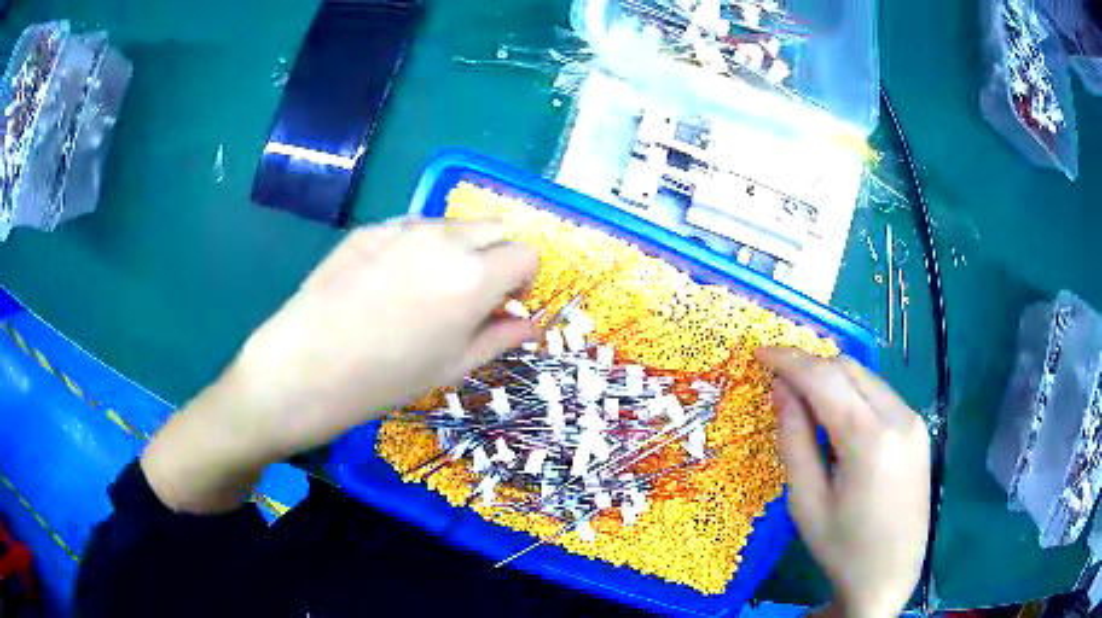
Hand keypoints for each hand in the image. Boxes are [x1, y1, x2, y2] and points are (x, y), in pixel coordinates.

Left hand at [142, 219, 537, 512]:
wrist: (305, 367)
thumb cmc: (385, 379)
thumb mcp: (452, 367)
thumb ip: (499, 337)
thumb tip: (524, 321)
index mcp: (474, 275)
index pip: (526, 254)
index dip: (523, 280)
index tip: (505, 305)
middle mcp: (444, 238)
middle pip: (495, 228)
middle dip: (496, 257)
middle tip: (472, 295)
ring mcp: (402, 227)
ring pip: (452, 225)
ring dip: (458, 249)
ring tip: (425, 290)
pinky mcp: (369, 228)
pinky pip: (411, 228)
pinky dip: (419, 247)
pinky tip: (388, 284)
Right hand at [757, 348, 929, 617]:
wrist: (890, 575)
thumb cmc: (842, 548)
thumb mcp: (806, 502)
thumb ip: (794, 440)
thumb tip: (781, 390)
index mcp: (870, 440)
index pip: (825, 379)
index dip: (790, 360)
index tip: (761, 352)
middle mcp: (899, 417)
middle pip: (848, 369)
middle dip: (811, 367)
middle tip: (780, 382)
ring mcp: (914, 421)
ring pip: (866, 377)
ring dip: (833, 380)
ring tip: (806, 403)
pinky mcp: (918, 429)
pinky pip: (880, 395)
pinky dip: (853, 395)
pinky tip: (839, 421)